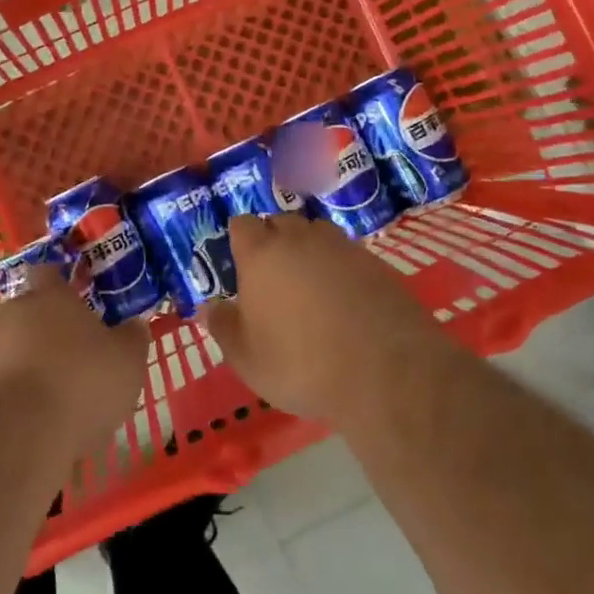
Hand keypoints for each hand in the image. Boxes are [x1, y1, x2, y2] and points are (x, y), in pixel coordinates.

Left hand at [0, 267, 150, 452]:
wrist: (17, 437)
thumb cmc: (81, 382)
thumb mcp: (127, 359)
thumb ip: (133, 337)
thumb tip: (134, 325)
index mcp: (50, 295)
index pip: (50, 271)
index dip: (64, 282)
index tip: (80, 294)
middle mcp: (15, 314)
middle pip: (31, 311)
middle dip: (50, 327)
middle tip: (78, 350)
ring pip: (17, 348)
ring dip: (35, 364)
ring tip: (64, 394)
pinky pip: (6, 385)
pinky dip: (22, 397)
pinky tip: (43, 421)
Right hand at [204, 214, 441, 422]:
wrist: (385, 371)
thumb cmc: (301, 364)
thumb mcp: (247, 359)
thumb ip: (224, 328)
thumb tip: (208, 307)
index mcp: (261, 253)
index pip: (242, 225)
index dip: (240, 241)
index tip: (242, 267)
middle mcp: (300, 238)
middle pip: (280, 223)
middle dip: (274, 242)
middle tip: (274, 280)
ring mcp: (341, 246)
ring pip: (316, 234)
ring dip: (308, 251)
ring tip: (310, 287)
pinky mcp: (375, 261)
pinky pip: (347, 254)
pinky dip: (340, 269)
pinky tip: (344, 301)